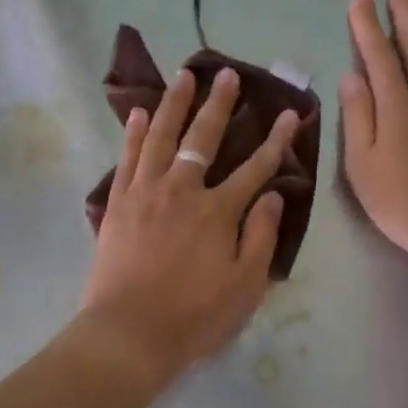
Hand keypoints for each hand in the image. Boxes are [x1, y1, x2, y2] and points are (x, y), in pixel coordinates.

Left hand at [81, 66, 298, 386]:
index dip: (276, 140)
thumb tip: (273, 196)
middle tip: (227, 74)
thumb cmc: (194, 315)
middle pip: (204, 138)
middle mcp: (182, 190)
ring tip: (184, 76)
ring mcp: (146, 192)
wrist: (128, 333)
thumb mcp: (245, 285)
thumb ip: (261, 236)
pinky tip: (140, 113)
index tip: (289, 113)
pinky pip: (128, 158)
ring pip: (162, 136)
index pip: (255, 167)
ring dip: (175, 103)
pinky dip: (135, 132)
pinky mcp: (118, 202)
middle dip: (220, 104)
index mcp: (218, 211)